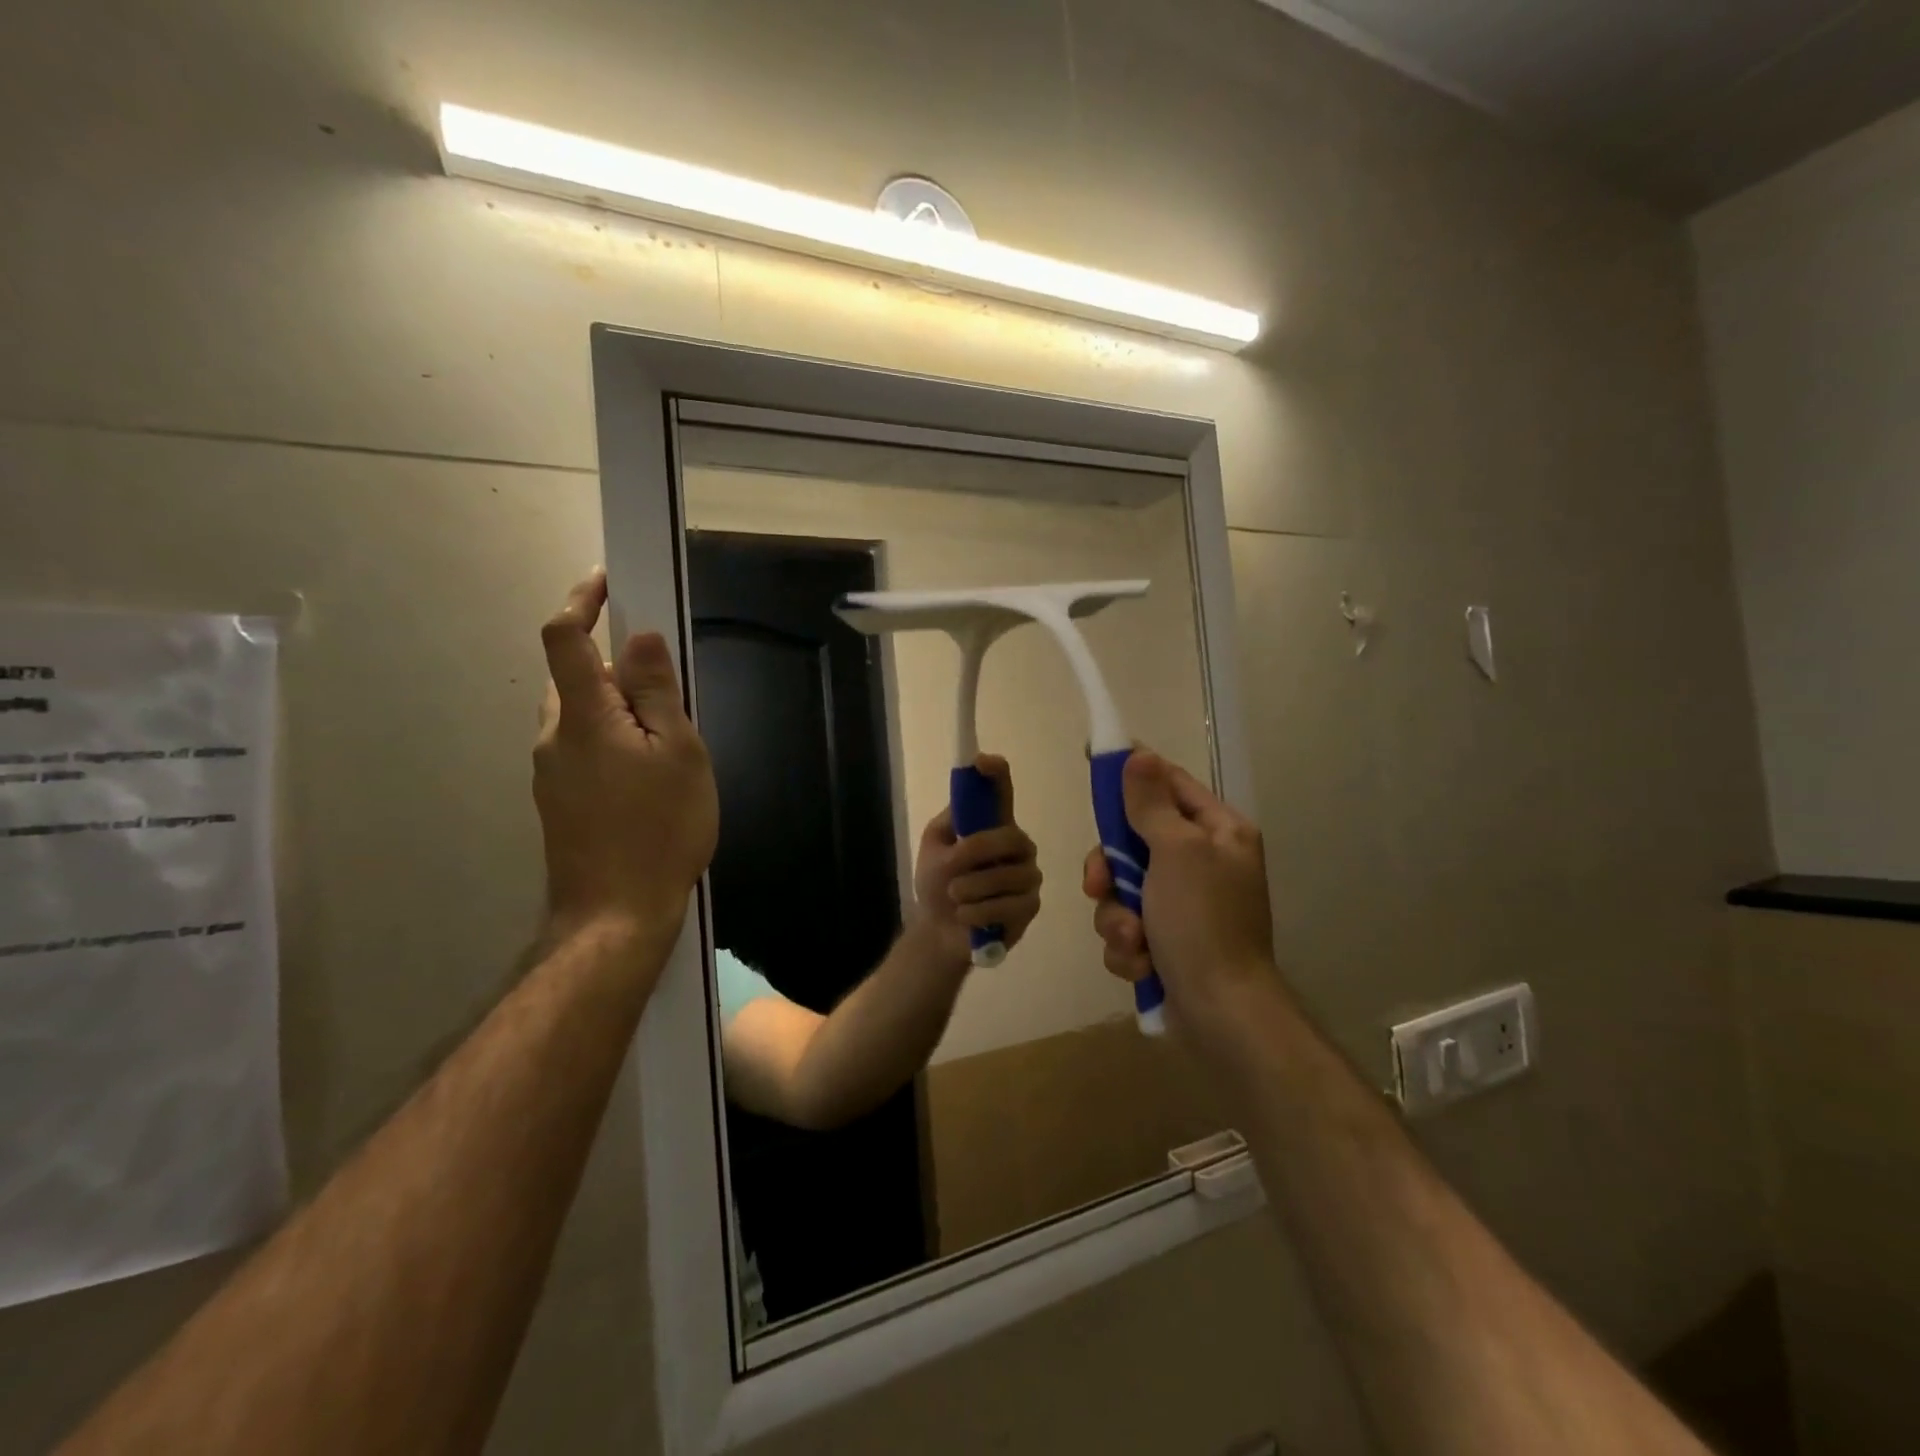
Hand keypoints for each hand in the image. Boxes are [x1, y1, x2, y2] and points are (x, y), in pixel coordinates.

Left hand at [533, 569, 718, 949]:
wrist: (616, 916)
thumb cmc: (659, 829)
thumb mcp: (679, 754)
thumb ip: (657, 692)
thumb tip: (640, 638)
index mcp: (583, 717)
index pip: (564, 638)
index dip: (582, 601)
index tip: (608, 582)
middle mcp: (554, 736)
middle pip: (575, 678)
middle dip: (615, 668)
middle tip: (668, 693)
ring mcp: (550, 772)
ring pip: (581, 717)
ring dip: (616, 709)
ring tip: (667, 744)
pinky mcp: (558, 801)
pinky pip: (583, 749)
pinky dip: (611, 741)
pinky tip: (648, 779)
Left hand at [913, 754, 1042, 964]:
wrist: (939, 931)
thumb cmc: (938, 884)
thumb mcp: (934, 850)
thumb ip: (949, 826)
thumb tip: (966, 807)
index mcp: (993, 825)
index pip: (1002, 791)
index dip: (996, 773)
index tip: (983, 762)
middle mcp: (1018, 845)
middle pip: (1010, 836)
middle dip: (977, 856)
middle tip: (951, 878)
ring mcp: (1027, 876)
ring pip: (1008, 876)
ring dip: (972, 890)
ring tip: (956, 899)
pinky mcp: (1030, 906)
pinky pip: (1009, 906)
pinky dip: (979, 913)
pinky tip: (967, 917)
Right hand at [1081, 751, 1274, 1021]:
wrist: (1220, 1014)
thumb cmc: (1203, 922)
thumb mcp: (1177, 852)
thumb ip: (1151, 804)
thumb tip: (1139, 755)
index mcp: (1218, 832)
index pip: (1169, 784)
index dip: (1133, 773)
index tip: (1094, 764)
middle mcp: (1202, 863)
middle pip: (1133, 840)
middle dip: (1111, 871)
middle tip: (1099, 885)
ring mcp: (1183, 905)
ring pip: (1122, 890)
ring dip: (1118, 917)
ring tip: (1135, 942)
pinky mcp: (1166, 942)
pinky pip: (1127, 927)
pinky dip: (1128, 947)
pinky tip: (1143, 965)